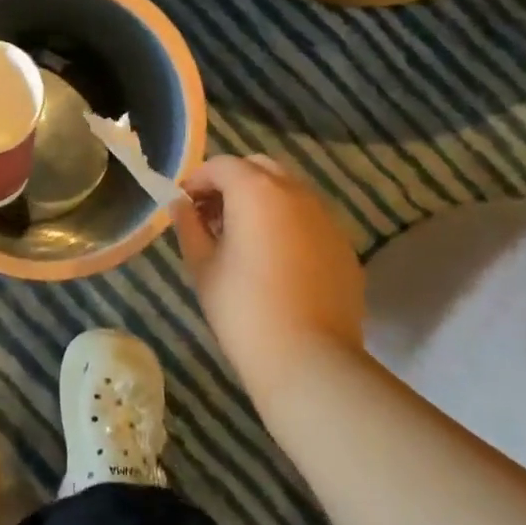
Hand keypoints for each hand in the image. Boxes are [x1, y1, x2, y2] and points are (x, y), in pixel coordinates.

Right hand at [172, 155, 365, 394]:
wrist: (309, 359)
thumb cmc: (243, 309)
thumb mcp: (202, 266)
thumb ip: (189, 227)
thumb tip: (181, 206)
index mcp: (257, 191)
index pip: (222, 165)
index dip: (197, 180)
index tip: (184, 206)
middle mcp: (296, 193)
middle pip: (259, 168)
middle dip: (232, 182)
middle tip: (212, 216)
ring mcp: (327, 218)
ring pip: (289, 191)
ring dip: (262, 201)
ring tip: (242, 238)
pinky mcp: (344, 246)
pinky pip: (309, 220)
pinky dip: (287, 224)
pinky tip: (275, 261)